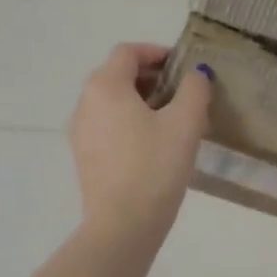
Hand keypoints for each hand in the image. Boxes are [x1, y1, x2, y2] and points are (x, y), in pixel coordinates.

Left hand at [69, 44, 211, 248]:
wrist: (123, 225)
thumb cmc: (155, 166)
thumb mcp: (185, 123)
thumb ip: (194, 90)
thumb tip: (196, 74)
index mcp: (105, 86)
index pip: (128, 52)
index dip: (157, 53)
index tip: (184, 67)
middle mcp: (85, 103)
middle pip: (118, 76)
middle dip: (151, 79)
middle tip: (183, 94)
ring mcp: (80, 132)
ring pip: (112, 103)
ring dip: (141, 103)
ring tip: (173, 122)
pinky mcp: (84, 158)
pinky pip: (107, 127)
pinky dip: (129, 124)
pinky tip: (154, 146)